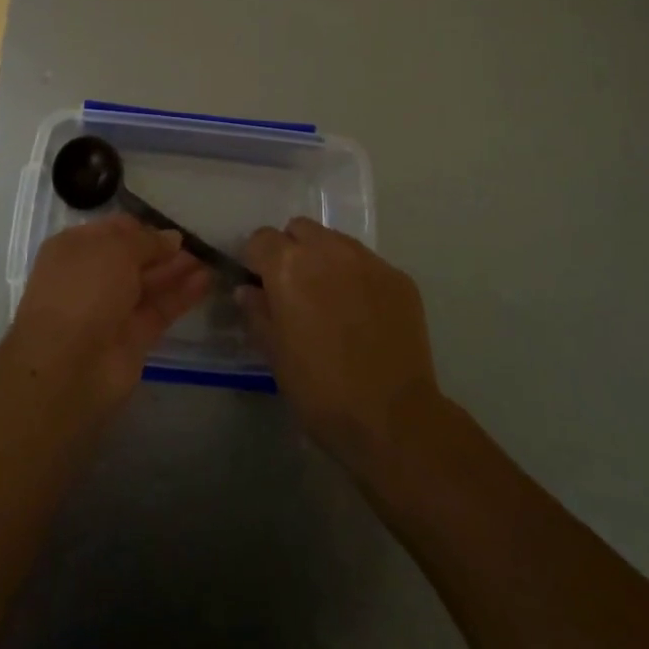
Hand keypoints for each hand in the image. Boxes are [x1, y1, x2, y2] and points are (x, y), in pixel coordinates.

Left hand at [5, 215, 211, 410]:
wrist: (68, 364)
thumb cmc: (84, 289)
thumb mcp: (115, 248)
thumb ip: (147, 241)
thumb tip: (171, 238)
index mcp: (75, 249)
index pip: (114, 230)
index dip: (143, 227)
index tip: (173, 225)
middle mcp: (91, 276)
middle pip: (133, 258)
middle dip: (163, 249)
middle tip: (199, 241)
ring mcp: (111, 309)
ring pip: (149, 284)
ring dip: (177, 270)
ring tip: (210, 257)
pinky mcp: (133, 338)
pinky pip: (160, 309)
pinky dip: (182, 295)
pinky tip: (206, 280)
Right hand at [241, 218, 442, 470]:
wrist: (392, 418)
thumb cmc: (320, 390)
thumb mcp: (274, 354)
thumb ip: (257, 312)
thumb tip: (249, 290)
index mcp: (288, 265)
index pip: (261, 238)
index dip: (257, 261)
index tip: (262, 286)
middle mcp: (328, 250)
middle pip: (300, 230)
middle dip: (292, 250)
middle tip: (296, 290)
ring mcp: (368, 261)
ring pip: (336, 242)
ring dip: (326, 260)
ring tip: (332, 301)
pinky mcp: (399, 278)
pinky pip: (368, 265)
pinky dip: (359, 279)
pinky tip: (364, 316)